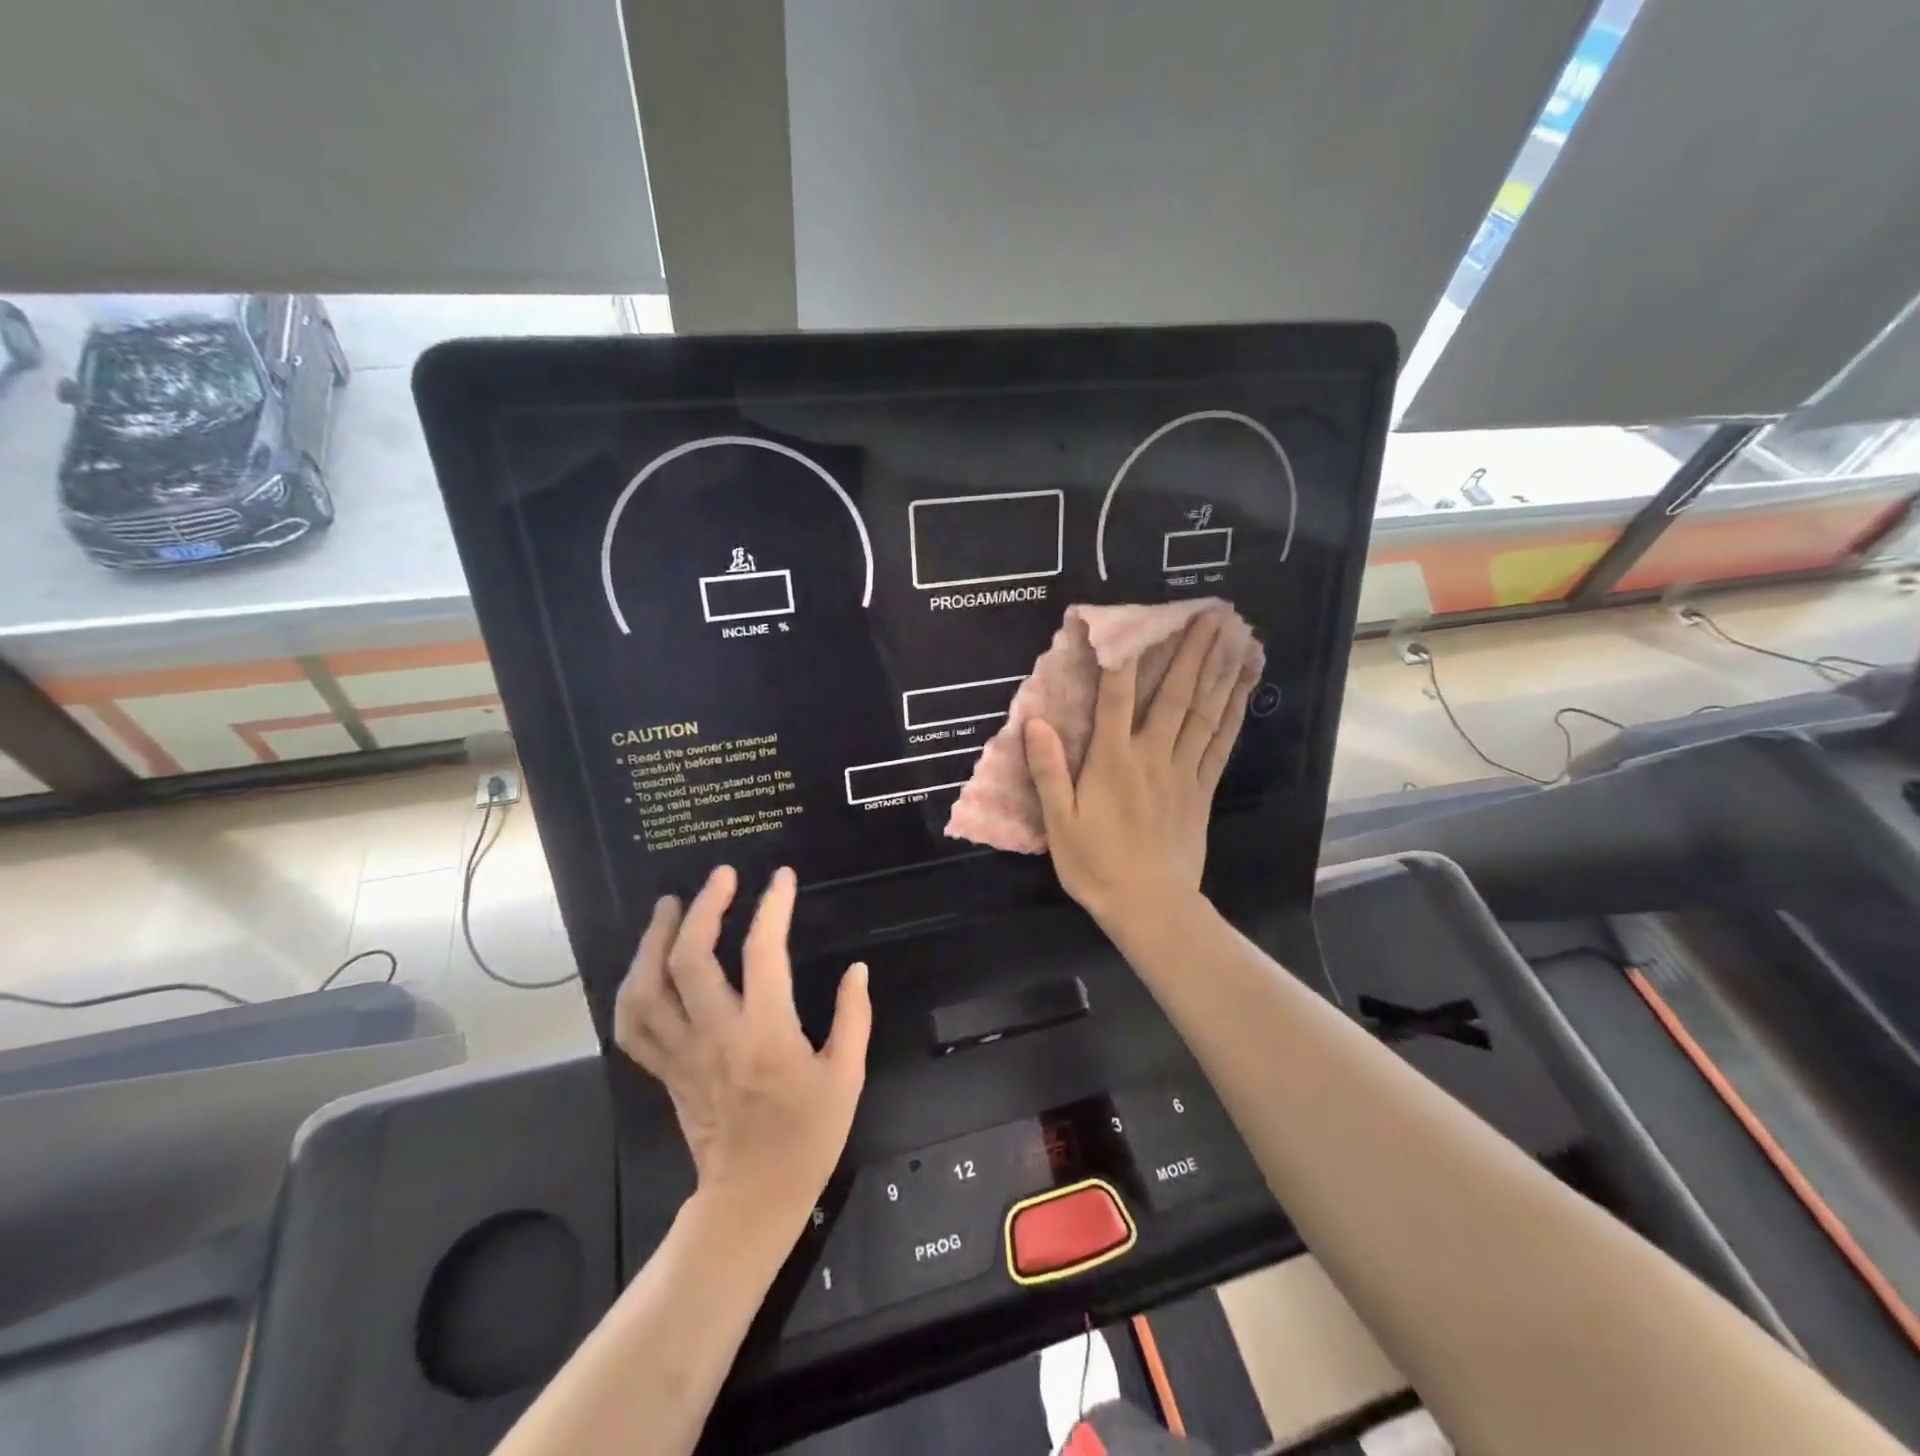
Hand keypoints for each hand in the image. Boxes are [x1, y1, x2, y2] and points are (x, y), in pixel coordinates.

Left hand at [614, 865, 869, 1233]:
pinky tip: (646, 965)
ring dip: (653, 940)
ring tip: (671, 906)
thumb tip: (857, 969)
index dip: (772, 907)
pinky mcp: (664, 1070)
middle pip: (689, 959)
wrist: (755, 1196)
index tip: (781, 878)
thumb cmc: (809, 1135)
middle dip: (704, 908)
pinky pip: (632, 1027)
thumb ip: (854, 1017)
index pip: (763, 953)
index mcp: (766, 1034)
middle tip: (721, 876)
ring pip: (646, 988)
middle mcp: (716, 1036)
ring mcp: (682, 1054)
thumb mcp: (847, 1076)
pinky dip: (631, 990)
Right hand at [1023, 608, 1259, 928]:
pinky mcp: (1203, 789)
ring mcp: (1184, 770)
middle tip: (1211, 611)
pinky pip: (1222, 742)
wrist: (1149, 906)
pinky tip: (1245, 687)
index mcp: (1112, 760)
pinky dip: (1235, 711)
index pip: (1116, 696)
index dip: (1120, 654)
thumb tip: (1036, 722)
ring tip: (1237, 635)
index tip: (1128, 619)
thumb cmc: (1096, 865)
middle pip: (1175, 693)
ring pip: (1205, 711)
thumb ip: (1048, 770)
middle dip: (1192, 649)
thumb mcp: (1058, 822)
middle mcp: (1152, 754)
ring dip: (1220, 670)